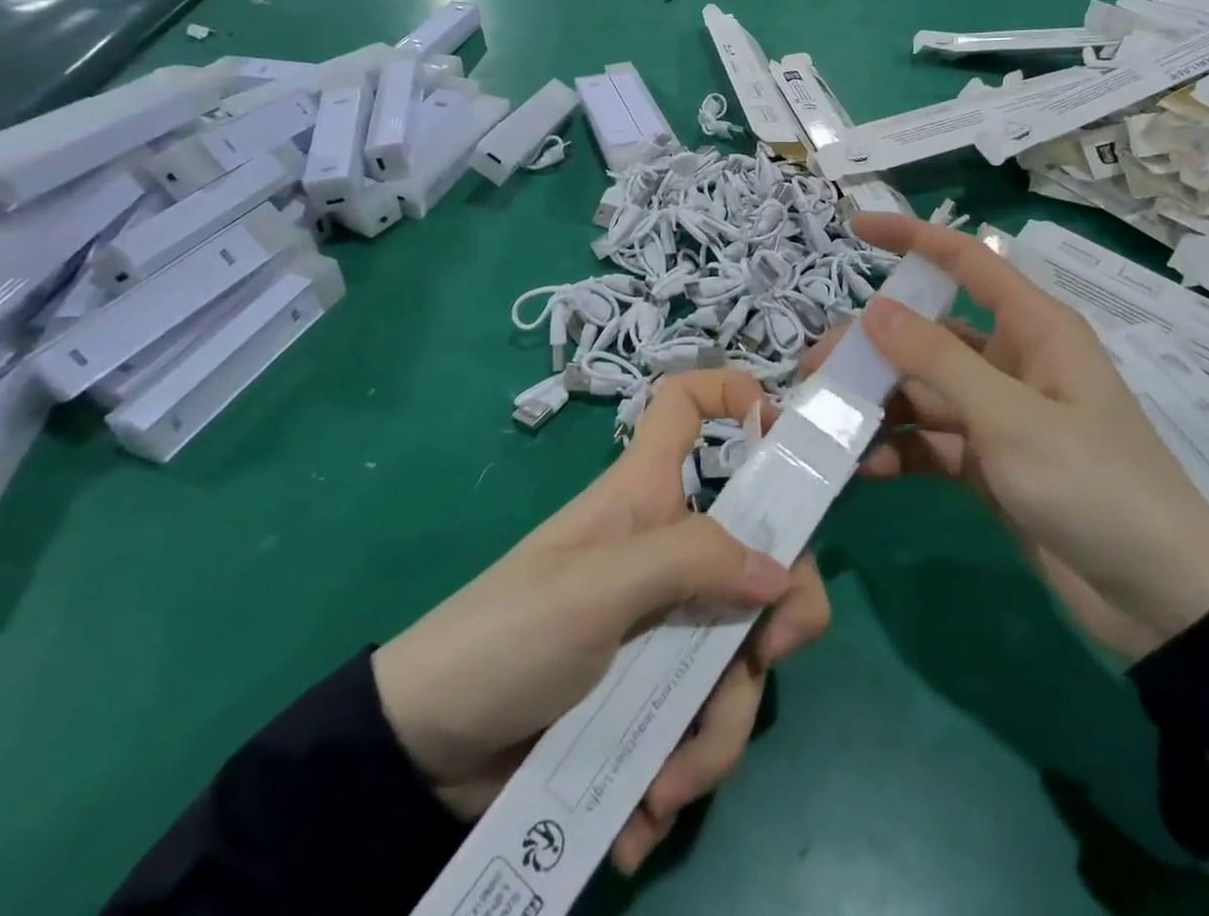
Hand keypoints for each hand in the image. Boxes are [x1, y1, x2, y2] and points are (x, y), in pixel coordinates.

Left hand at [370, 370, 830, 872]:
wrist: (425, 752)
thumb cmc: (507, 635)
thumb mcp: (596, 589)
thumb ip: (689, 563)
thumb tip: (783, 572)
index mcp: (647, 494)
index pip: (687, 405)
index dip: (734, 394)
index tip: (782, 435)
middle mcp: (668, 549)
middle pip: (758, 549)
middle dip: (779, 612)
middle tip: (763, 658)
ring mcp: (667, 622)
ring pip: (737, 653)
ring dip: (716, 731)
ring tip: (664, 787)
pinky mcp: (654, 691)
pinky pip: (704, 718)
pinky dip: (685, 769)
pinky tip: (642, 814)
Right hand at [816, 215, 1208, 661]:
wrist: (1159, 601)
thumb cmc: (1096, 485)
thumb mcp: (1013, 419)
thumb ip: (940, 362)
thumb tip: (875, 309)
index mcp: (1034, 330)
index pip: (966, 261)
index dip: (912, 238)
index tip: (856, 227)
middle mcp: (1011, 362)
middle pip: (928, 334)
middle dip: (872, 346)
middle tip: (816, 368)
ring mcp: (997, 415)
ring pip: (922, 390)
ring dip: (878, 403)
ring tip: (827, 422)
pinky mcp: (987, 463)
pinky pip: (930, 442)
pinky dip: (899, 450)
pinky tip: (867, 468)